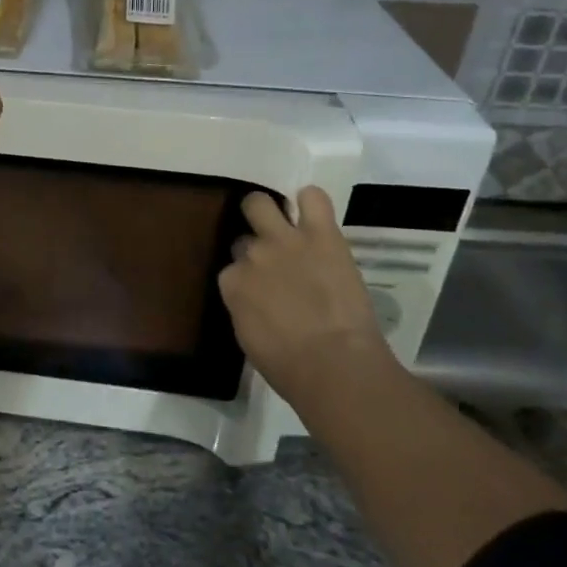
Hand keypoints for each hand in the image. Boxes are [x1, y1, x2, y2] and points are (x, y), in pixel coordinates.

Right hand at [219, 187, 386, 401]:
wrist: (335, 366)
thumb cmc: (290, 368)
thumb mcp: (250, 339)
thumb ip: (245, 308)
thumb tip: (253, 299)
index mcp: (231, 283)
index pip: (232, 269)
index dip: (248, 278)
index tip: (262, 291)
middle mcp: (251, 255)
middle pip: (243, 235)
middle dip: (253, 241)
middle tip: (272, 257)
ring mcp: (284, 240)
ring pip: (261, 203)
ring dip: (270, 212)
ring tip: (286, 224)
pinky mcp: (321, 234)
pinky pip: (313, 198)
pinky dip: (311, 201)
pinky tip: (314, 214)